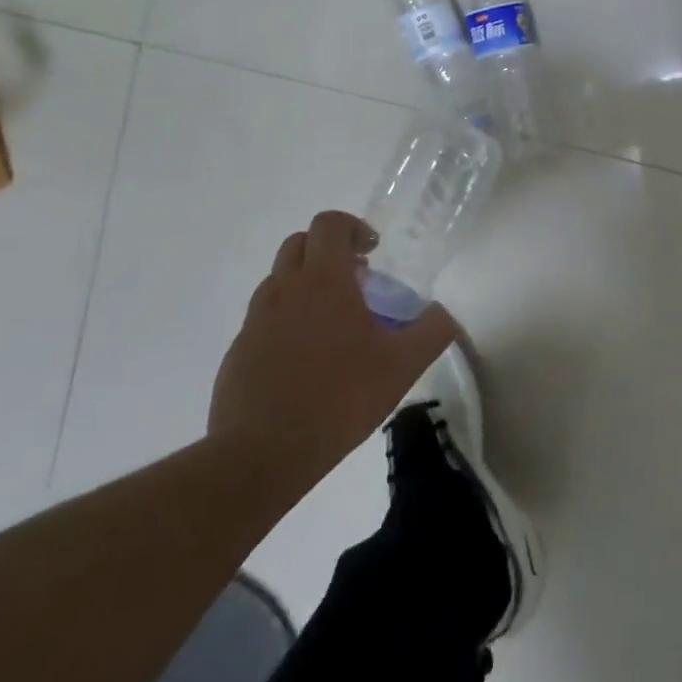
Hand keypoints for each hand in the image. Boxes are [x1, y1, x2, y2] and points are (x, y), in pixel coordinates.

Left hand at [209, 211, 459, 497]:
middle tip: (357, 281)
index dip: (353, 228)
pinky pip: (264, 318)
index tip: (373, 254)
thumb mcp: (403, 365)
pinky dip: (286, 320)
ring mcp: (255, 321)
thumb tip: (443, 311)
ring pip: (279, 280)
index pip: (330, 224)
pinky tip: (307, 360)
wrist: (260, 457)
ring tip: (334, 323)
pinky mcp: (238, 353)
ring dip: (306, 284)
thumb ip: (432, 330)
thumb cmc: (339, 399)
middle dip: (328, 251)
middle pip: (300, 243)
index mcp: (324, 281)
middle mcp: (285, 290)